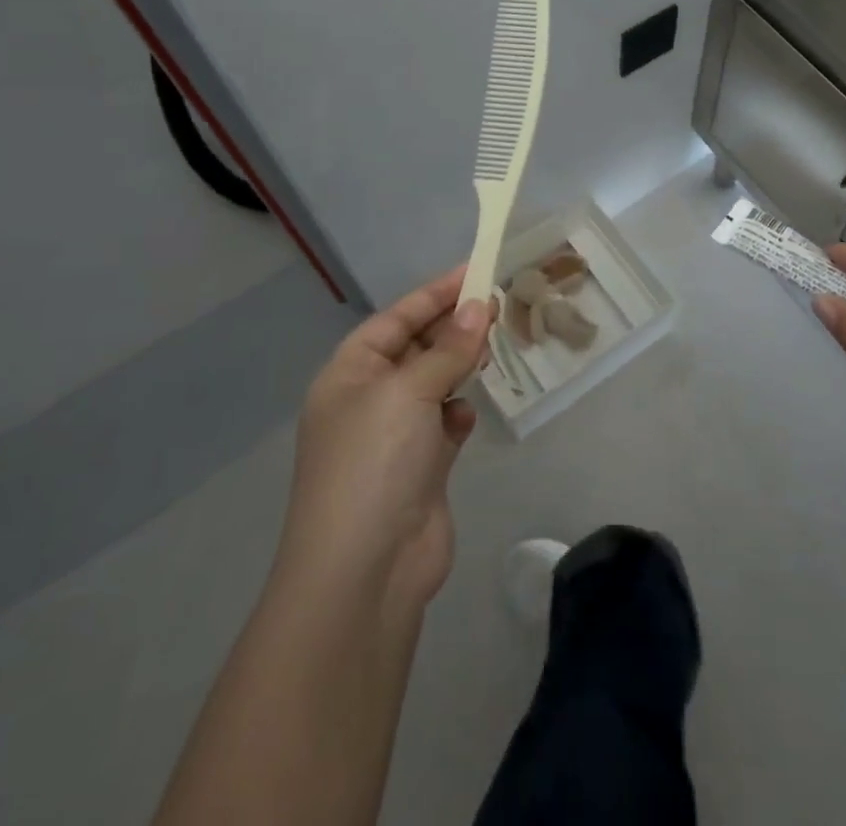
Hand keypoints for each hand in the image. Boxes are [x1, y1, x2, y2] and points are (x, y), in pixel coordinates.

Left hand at [276, 267, 491, 609]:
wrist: (364, 573)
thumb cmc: (374, 462)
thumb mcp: (409, 391)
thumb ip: (449, 348)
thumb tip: (479, 306)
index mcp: (348, 374)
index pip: (395, 319)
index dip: (434, 294)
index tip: (475, 271)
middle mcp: (367, 401)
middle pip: (415, 349)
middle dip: (452, 329)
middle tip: (496, 306)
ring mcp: (392, 438)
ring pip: (433, 385)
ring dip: (458, 369)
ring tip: (491, 351)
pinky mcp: (419, 470)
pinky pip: (442, 425)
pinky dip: (456, 416)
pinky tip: (466, 418)